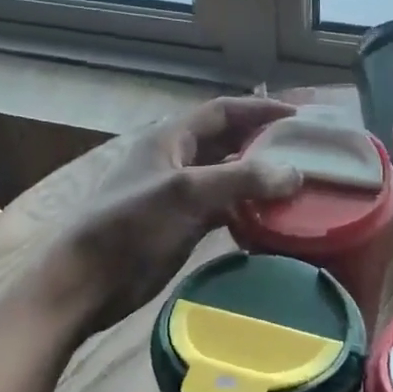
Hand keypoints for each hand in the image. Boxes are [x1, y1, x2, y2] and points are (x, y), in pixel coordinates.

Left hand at [38, 97, 301, 338]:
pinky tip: (272, 219)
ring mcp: (178, 195)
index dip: (258, 110)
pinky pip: (222, 209)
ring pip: (226, 177)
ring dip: (257, 178)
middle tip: (305, 151)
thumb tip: (294, 173)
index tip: (297, 118)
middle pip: (227, 142)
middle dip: (263, 143)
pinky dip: (246, 209)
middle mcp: (176, 160)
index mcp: (170, 138)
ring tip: (297, 183)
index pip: (222, 111)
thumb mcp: (184, 193)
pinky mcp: (181, 226)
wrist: (87, 281)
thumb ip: (239, 180)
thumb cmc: (130, 226)